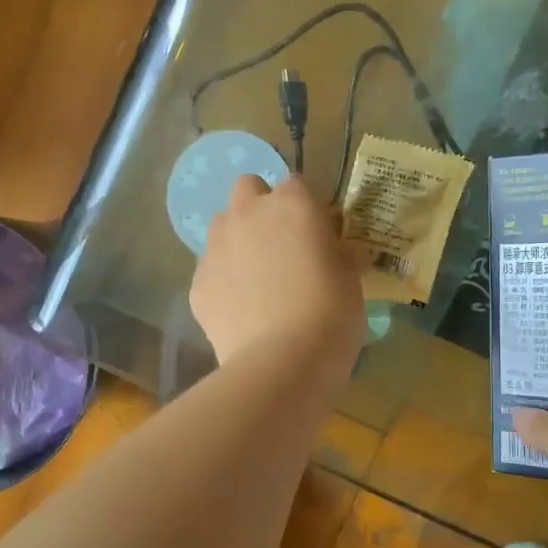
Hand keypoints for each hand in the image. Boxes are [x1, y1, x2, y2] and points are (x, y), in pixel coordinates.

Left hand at [191, 174, 365, 373]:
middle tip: (280, 245)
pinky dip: (223, 282)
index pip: (297, 185)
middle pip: (248, 189)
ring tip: (257, 280)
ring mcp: (215, 248)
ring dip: (238, 241)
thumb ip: (339, 254)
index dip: (307, 208)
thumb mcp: (350, 279)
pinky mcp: (197, 284)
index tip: (317, 234)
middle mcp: (246, 215)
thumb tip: (340, 252)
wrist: (282, 362)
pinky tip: (241, 311)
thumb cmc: (330, 314)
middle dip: (261, 208)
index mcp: (291, 204)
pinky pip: (210, 271)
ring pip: (222, 228)